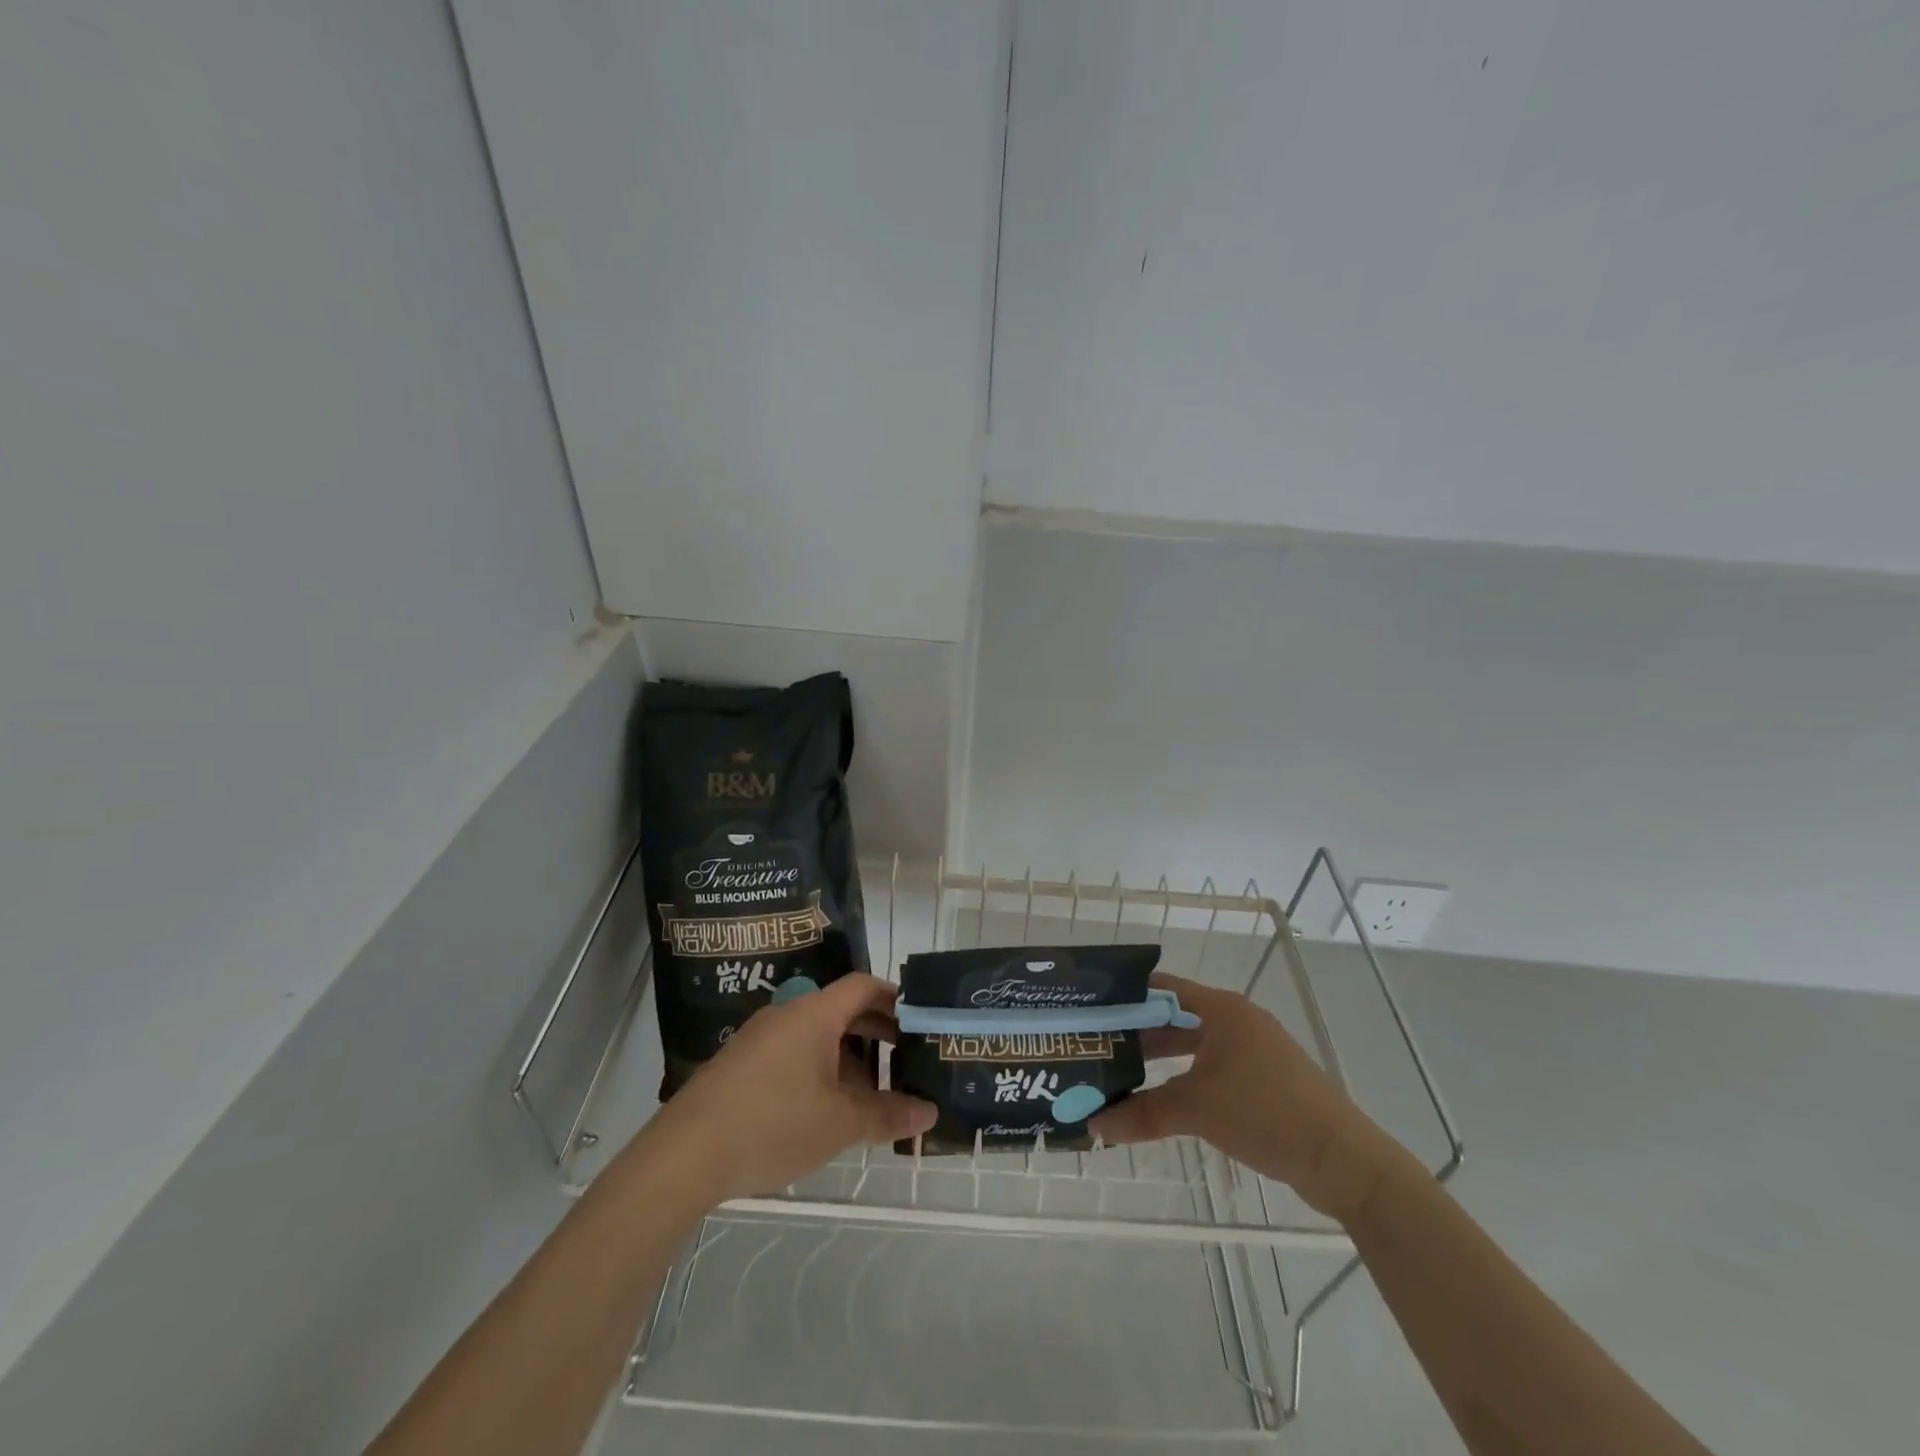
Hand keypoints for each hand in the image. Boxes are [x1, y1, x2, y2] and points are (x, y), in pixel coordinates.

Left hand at [652, 973, 936, 1201]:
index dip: (895, 998)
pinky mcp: (740, 1065)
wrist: (685, 1154)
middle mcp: (787, 1014)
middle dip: (876, 1033)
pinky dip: (818, 1070)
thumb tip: (929, 1112)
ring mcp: (760, 1039)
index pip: (863, 986)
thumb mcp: (839, 1123)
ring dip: (847, 1057)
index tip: (919, 1021)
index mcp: (814, 1013)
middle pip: (841, 1010)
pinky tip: (824, 1110)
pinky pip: (792, 1053)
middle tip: (904, 1060)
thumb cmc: (773, 1123)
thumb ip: (887, 1114)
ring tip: (869, 1095)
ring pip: (816, 1035)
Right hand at [1090, 973, 1380, 1215]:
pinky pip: (1214, 1065)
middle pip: (1176, 1016)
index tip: (1093, 1010)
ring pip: (1195, 1043)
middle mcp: (1237, 1019)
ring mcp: (1255, 1049)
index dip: (1126, 997)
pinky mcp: (1266, 1078)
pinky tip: (1165, 1096)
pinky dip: (1186, 1075)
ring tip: (1122, 1071)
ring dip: (1162, 1056)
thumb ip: (1142, 1114)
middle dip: (1139, 1031)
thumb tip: (1094, 1127)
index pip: (1161, 988)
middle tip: (1100, 1045)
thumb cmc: (1265, 1113)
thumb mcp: (1196, 1110)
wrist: (1342, 1160)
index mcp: (1221, 1009)